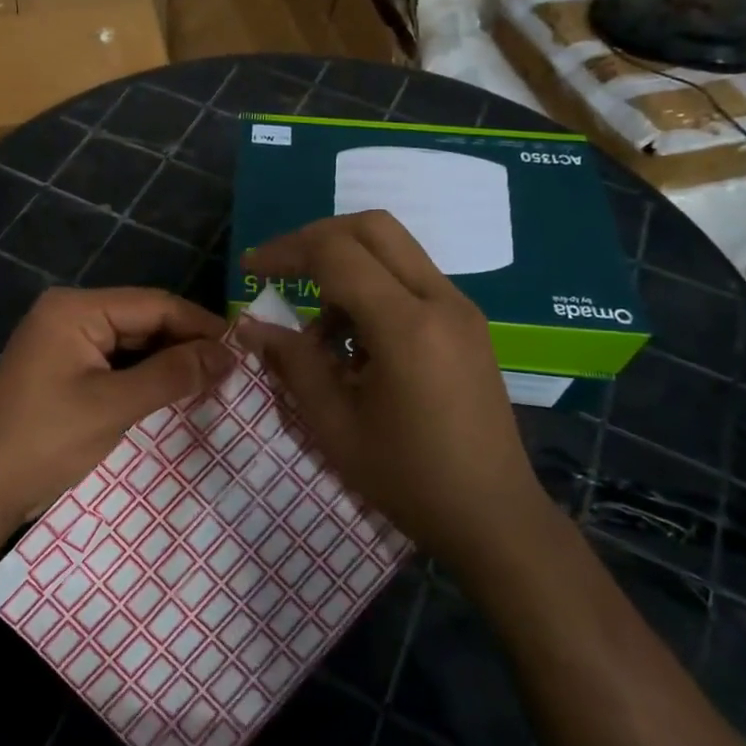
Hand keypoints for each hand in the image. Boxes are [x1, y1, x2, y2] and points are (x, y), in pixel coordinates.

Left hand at [0, 287, 232, 535]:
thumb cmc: (45, 441)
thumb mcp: (114, 406)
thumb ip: (172, 374)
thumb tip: (228, 354)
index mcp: (75, 309)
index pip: (154, 304)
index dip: (200, 325)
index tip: (242, 349)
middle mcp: (69, 314)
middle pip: (143, 320)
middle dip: (186, 344)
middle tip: (232, 370)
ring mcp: (64, 342)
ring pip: (132, 342)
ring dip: (168, 362)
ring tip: (213, 381)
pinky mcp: (64, 369)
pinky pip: (116, 362)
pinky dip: (145, 376)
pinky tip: (175, 392)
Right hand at [237, 212, 538, 570]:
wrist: (494, 517)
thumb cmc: (408, 479)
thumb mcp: (335, 425)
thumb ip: (293, 363)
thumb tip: (253, 326)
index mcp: (407, 326)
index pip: (337, 253)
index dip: (286, 251)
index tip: (250, 270)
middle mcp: (440, 300)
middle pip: (372, 227)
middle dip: (317, 240)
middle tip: (283, 272)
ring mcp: (461, 308)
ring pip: (394, 249)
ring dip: (346, 268)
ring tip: (320, 332)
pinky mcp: (468, 323)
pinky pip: (411, 279)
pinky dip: (373, 289)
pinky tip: (356, 344)